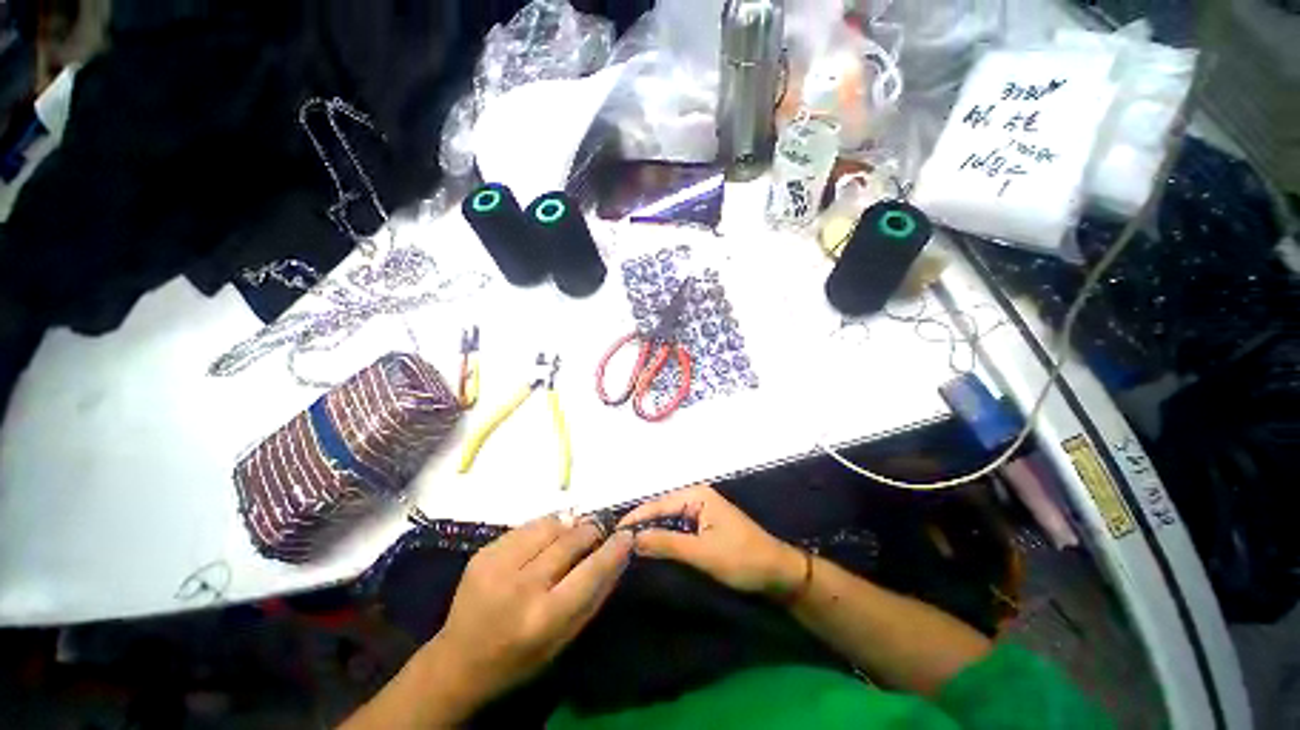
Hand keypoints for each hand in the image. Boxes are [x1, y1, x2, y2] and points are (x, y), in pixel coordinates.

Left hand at [423, 514, 633, 714]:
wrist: (458, 662)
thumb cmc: (521, 658)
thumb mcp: (565, 639)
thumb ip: (595, 595)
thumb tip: (619, 553)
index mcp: (544, 618)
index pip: (591, 571)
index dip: (613, 548)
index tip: (627, 534)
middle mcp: (521, 587)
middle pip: (571, 541)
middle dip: (592, 530)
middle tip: (601, 530)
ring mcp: (498, 565)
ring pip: (550, 525)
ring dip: (570, 524)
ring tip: (576, 531)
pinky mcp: (484, 552)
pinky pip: (527, 526)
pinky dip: (546, 526)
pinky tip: (549, 536)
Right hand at [618, 484, 804, 597]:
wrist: (778, 573)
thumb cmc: (741, 559)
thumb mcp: (702, 553)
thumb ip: (666, 543)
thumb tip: (632, 539)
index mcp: (696, 495)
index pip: (657, 504)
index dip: (635, 518)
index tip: (611, 533)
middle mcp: (696, 497)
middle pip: (661, 509)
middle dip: (640, 524)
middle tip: (615, 542)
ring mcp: (701, 511)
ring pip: (668, 519)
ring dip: (650, 531)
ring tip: (626, 545)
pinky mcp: (704, 526)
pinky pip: (677, 528)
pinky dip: (664, 537)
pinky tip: (651, 547)